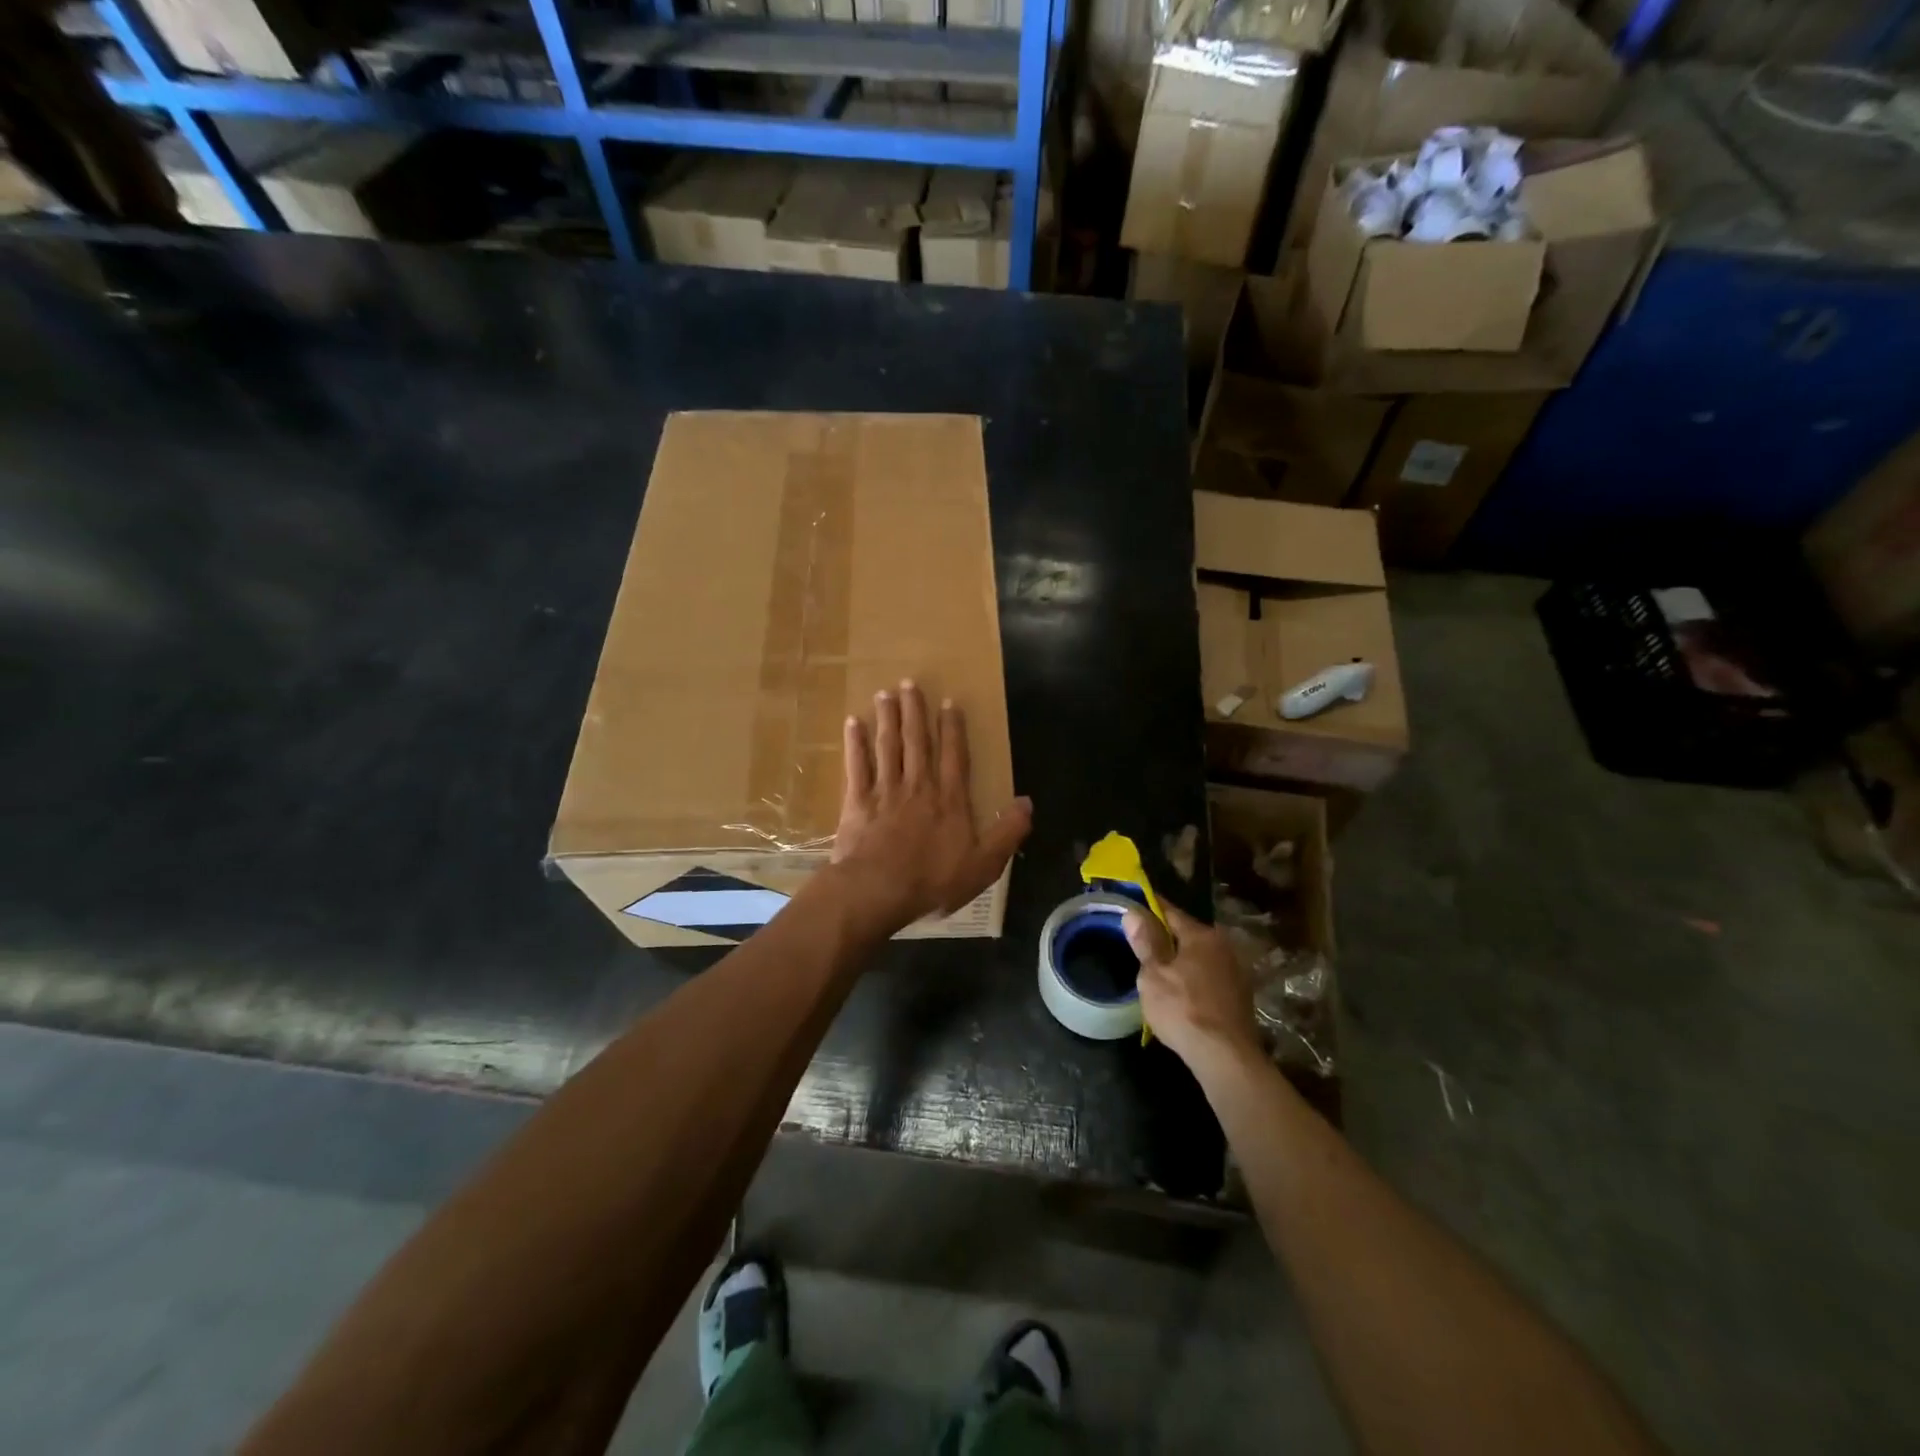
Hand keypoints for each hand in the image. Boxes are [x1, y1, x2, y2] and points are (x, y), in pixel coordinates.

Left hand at [829, 681, 1032, 933]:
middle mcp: (918, 786)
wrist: (877, 891)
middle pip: (917, 742)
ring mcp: (885, 791)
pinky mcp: (857, 802)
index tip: (948, 702)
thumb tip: (1027, 803)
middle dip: (914, 711)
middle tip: (909, 683)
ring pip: (888, 746)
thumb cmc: (932, 881)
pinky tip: (852, 723)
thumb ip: (1007, 833)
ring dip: (887, 718)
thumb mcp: (983, 865)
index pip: (954, 756)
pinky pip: (857, 765)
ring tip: (885, 693)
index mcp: (949, 800)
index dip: (953, 728)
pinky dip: (855, 743)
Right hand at [1124, 903, 1260, 1069]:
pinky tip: (1182, 992)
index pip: (1170, 911)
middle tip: (1141, 944)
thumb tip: (1134, 912)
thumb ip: (1145, 942)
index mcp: (1201, 935)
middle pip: (1187, 933)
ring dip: (1181, 959)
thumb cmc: (1183, 1010)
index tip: (1133, 906)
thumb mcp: (1153, 976)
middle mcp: (1223, 946)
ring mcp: (1236, 971)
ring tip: (1159, 970)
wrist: (1226, 1057)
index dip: (1149, 908)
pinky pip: (1210, 975)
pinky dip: (1194, 978)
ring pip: (1200, 956)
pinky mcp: (1240, 995)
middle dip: (1166, 936)